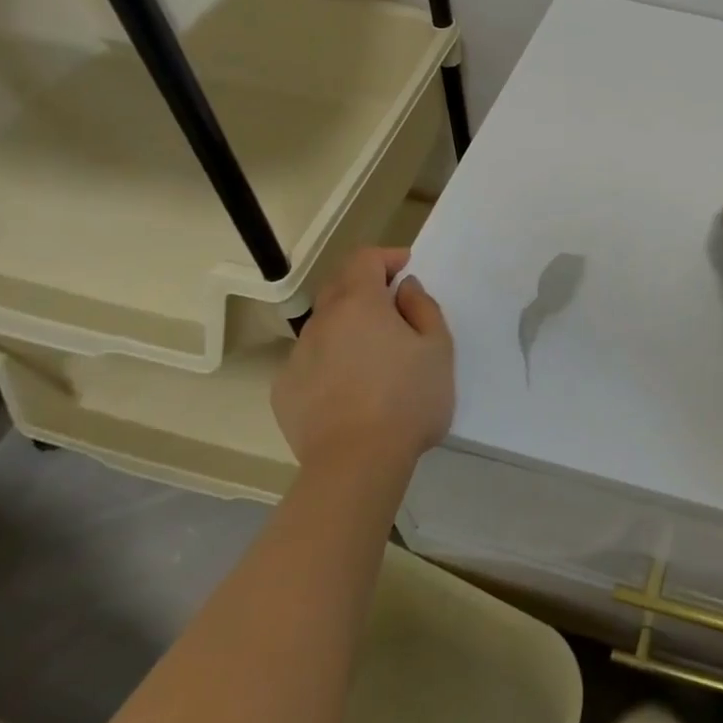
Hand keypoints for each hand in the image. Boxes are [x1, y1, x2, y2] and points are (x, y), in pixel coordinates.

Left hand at [273, 247, 453, 474]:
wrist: (356, 465)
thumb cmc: (407, 399)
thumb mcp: (438, 348)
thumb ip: (423, 308)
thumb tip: (404, 289)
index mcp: (359, 303)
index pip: (364, 259)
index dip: (386, 257)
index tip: (406, 270)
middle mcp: (322, 321)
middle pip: (339, 286)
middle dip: (365, 287)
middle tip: (393, 308)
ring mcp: (297, 357)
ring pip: (324, 326)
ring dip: (347, 326)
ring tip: (373, 355)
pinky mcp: (284, 391)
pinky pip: (310, 361)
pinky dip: (330, 360)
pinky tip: (349, 388)